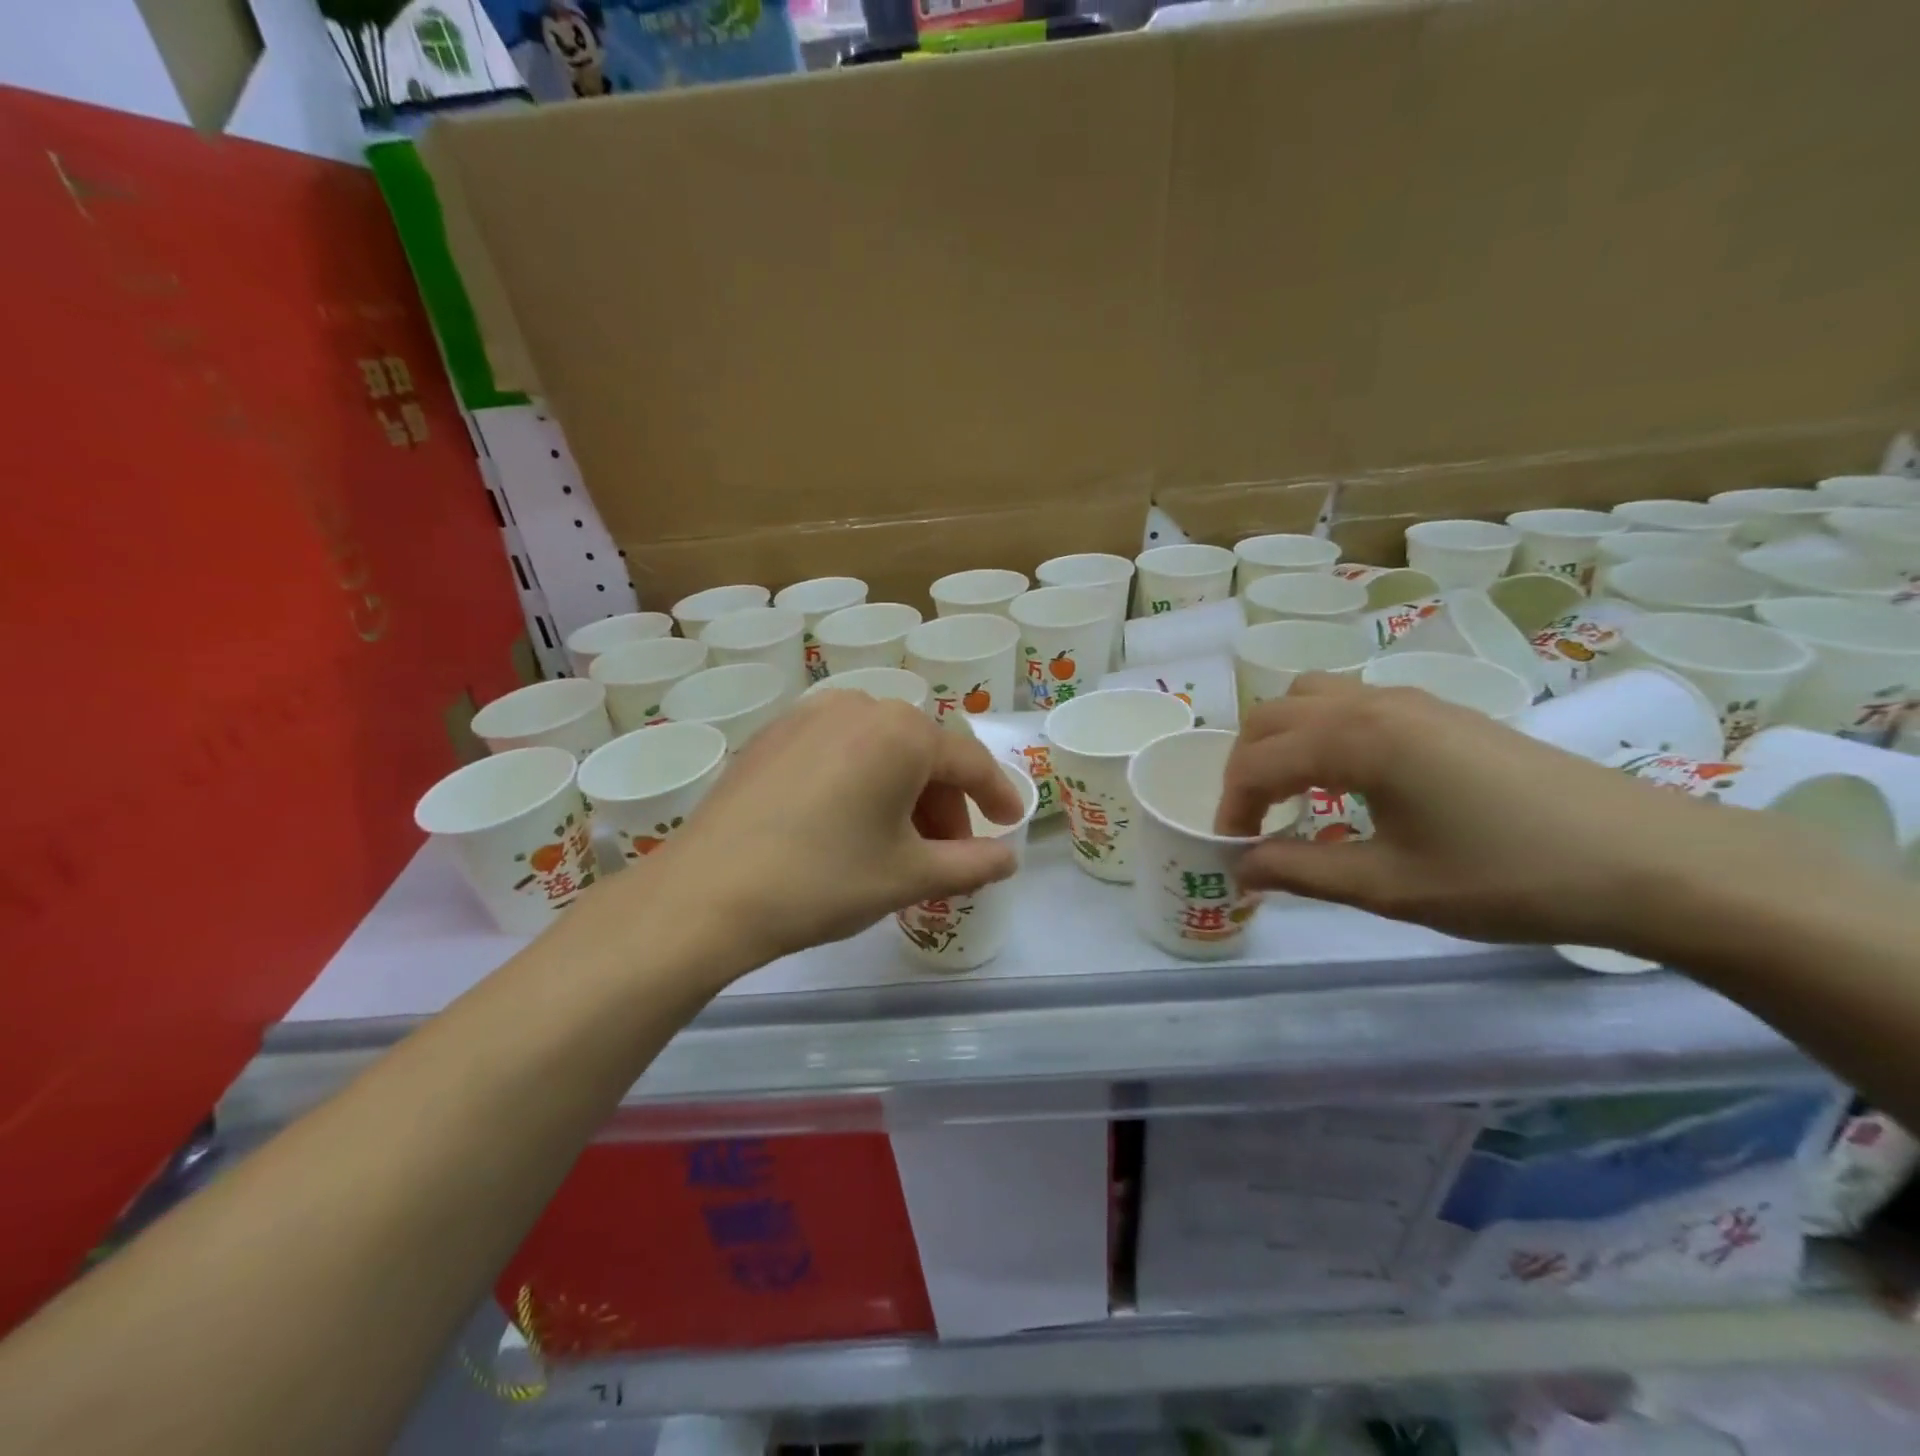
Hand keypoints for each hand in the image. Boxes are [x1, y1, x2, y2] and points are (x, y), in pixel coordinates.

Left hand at [636, 694, 1025, 967]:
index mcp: (902, 731)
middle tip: (947, 853)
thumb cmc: (823, 880)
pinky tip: (848, 825)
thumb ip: (972, 864)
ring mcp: (809, 715)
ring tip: (896, 845)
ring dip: (902, 793)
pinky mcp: (773, 735)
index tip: (1011, 824)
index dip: (997, 795)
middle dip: (944, 803)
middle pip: (922, 753)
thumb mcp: (909, 875)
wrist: (707, 893)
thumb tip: (1008, 858)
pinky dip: (861, 782)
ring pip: (879, 750)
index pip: (969, 761)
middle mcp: (859, 706)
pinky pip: (838, 751)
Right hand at [1215, 674, 1791, 950]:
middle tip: (1256, 821)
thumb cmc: (1508, 877)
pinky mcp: (1443, 712)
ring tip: (1296, 793)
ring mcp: (1412, 701)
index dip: (1232, 807)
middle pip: (1272, 716)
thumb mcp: (1392, 887)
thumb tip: (1241, 868)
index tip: (1233, 851)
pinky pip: (1352, 703)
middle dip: (1247, 766)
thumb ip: (1301, 871)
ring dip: (1283, 740)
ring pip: (1311, 697)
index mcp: (1355, 740)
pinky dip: (1323, 732)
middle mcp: (1373, 703)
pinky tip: (1351, 781)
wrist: (1650, 861)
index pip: (1257, 762)